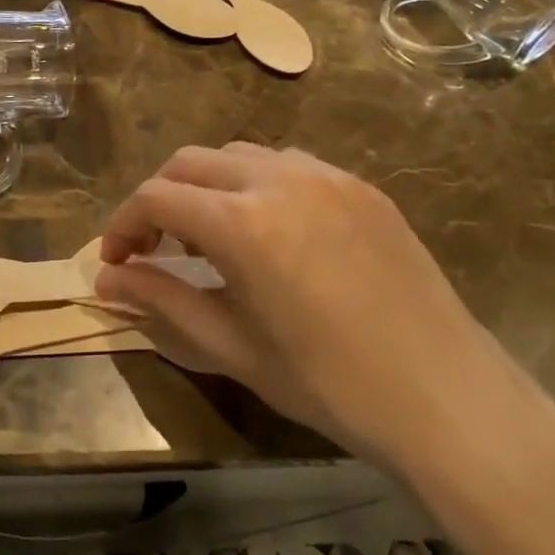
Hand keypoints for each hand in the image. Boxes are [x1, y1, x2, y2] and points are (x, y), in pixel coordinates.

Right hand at [95, 143, 554, 475]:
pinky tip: (269, 230)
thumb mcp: (232, 346)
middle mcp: (277, 179)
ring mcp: (325, 176)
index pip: (155, 198)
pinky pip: (288, 165)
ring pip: (239, 155)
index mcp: (241, 222)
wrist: (447, 398)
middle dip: (159, 199)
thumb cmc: (329, 383)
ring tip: (210, 237)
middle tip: (154, 248)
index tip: (115, 261)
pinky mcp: (360, 187)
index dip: (123, 225)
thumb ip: (162, 301)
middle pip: (190, 163)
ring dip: (207, 186)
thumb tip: (107, 281)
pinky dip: (256, 184)